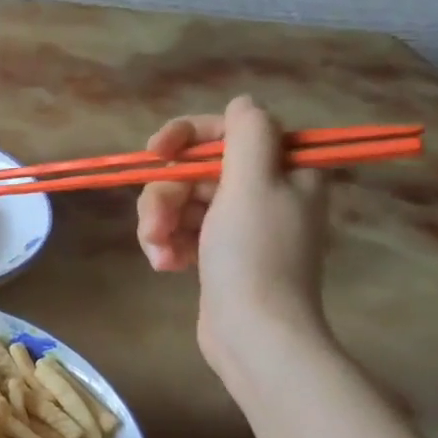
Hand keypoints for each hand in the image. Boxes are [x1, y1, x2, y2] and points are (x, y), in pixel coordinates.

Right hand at [136, 96, 330, 382]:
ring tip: (160, 255)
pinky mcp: (219, 253)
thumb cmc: (253, 255)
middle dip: (166, 196)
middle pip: (195, 170)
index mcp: (283, 169)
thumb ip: (247, 134)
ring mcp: (240, 225)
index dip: (186, 136)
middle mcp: (265, 191)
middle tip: (156, 225)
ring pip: (181, 202)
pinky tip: (167, 266)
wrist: (254, 333)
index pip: (227, 131)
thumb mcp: (253, 184)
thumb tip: (243, 104)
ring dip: (161, 225)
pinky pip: (182, 231)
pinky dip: (169, 245)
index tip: (154, 152)